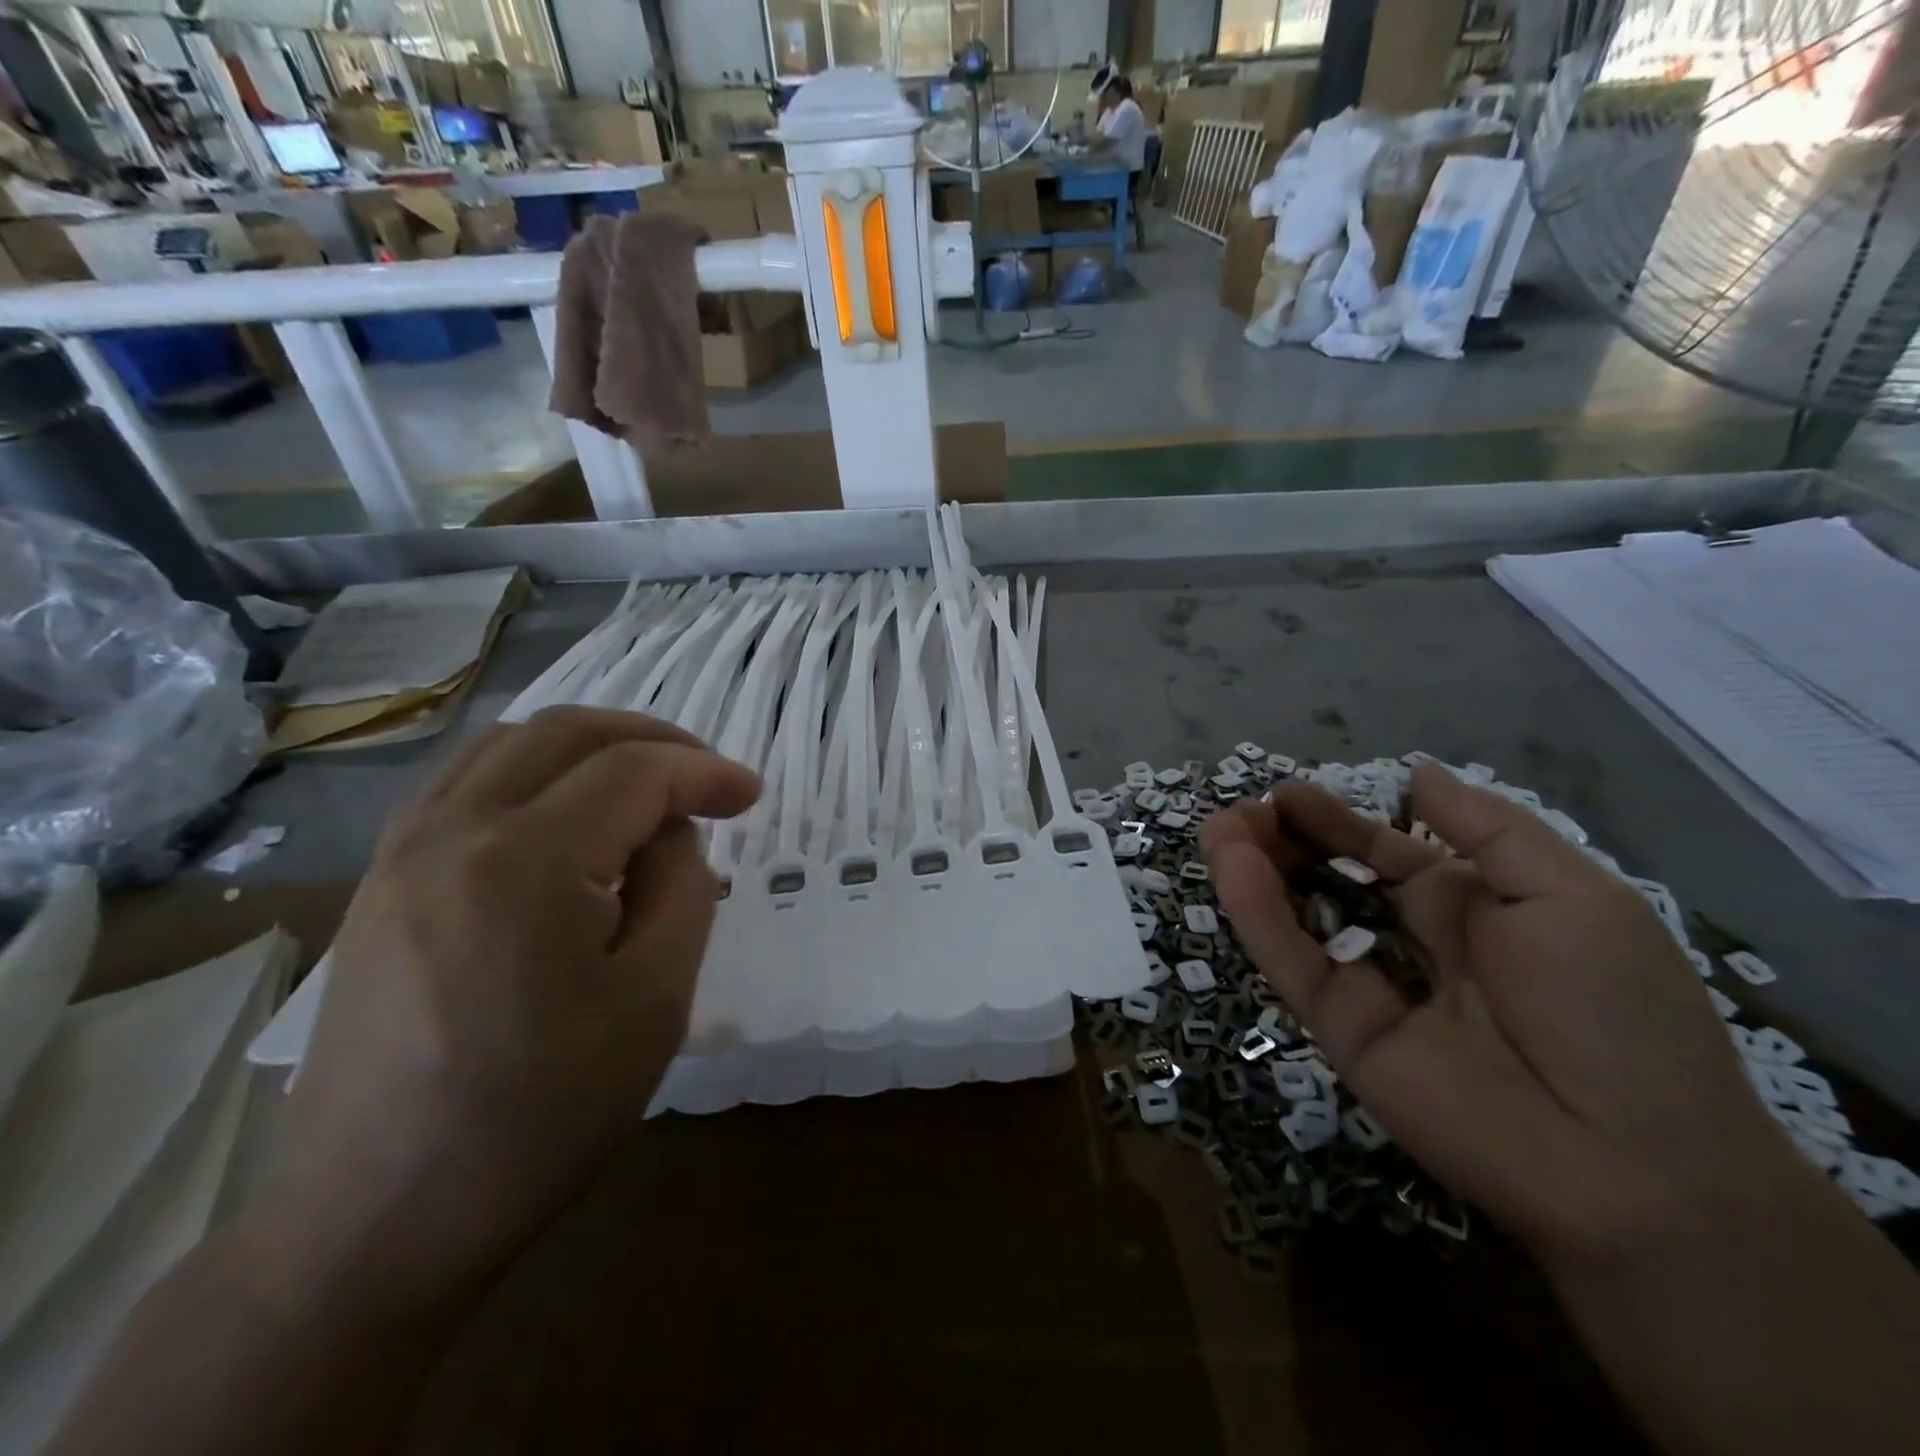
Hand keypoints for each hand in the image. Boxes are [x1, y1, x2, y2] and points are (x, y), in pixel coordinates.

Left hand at [265, 707, 760, 1309]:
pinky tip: (564, 816)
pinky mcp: (380, 884)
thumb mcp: (656, 1000)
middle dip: (651, 738)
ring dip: (588, 747)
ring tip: (642, 787)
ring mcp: (401, 854)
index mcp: (525, 861)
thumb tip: (669, 833)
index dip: (703, 771)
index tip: (752, 793)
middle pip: (564, 732)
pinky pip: (463, 784)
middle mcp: (452, 832)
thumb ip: (682, 888)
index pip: (633, 772)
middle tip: (704, 776)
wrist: (377, 1221)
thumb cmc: (541, 1115)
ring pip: (506, 745)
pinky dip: (531, 772)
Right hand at [1201, 764, 1819, 1263]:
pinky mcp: (1340, 1029)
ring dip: (1255, 869)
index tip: (1287, 794)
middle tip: (1242, 811)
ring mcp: (1369, 988)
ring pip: (1298, 917)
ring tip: (1219, 828)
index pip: (1383, 852)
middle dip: (1285, 840)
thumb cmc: (1614, 1008)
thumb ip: (1486, 829)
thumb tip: (1417, 772)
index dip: (1335, 821)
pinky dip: (1258, 914)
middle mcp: (1410, 943)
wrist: (1635, 1164)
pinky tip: (1232, 866)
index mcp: (1468, 908)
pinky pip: (1292, 962)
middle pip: (1329, 879)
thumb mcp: (1571, 894)